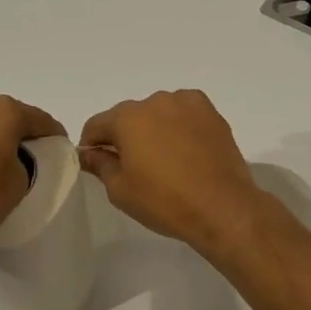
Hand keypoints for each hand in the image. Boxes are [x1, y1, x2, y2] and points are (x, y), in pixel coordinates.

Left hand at [0, 92, 65, 251]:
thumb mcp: (20, 181)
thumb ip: (26, 160)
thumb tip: (14, 157)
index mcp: (4, 110)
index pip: (40, 119)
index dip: (54, 134)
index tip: (61, 148)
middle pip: (9, 115)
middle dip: (21, 132)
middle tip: (31, 156)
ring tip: (0, 160)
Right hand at [78, 90, 268, 255]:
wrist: (223, 207)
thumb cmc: (164, 201)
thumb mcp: (120, 190)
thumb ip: (99, 165)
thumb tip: (87, 152)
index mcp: (127, 118)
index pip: (96, 125)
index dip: (91, 145)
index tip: (96, 163)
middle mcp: (154, 102)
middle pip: (128, 117)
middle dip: (125, 137)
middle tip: (133, 167)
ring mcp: (185, 103)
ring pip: (157, 113)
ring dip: (153, 129)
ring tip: (165, 160)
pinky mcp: (210, 112)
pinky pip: (183, 113)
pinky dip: (179, 126)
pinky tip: (185, 150)